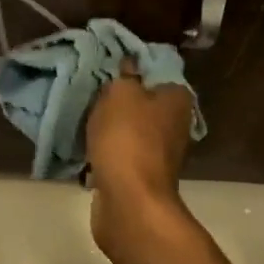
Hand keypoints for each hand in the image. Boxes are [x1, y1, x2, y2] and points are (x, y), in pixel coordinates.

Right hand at [87, 63, 194, 209]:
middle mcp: (176, 126)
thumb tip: (130, 63)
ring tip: (85, 123)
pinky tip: (87, 152)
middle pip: (144, 105)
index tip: (110, 72)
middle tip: (92, 96)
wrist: (129, 201)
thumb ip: (124, 76)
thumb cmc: (128, 138)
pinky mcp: (143, 178)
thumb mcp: (120, 94)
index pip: (159, 74)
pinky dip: (107, 155)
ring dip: (112, 131)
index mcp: (178, 100)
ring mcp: (161, 155)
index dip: (135, 71)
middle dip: (120, 103)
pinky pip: (122, 157)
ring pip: (132, 132)